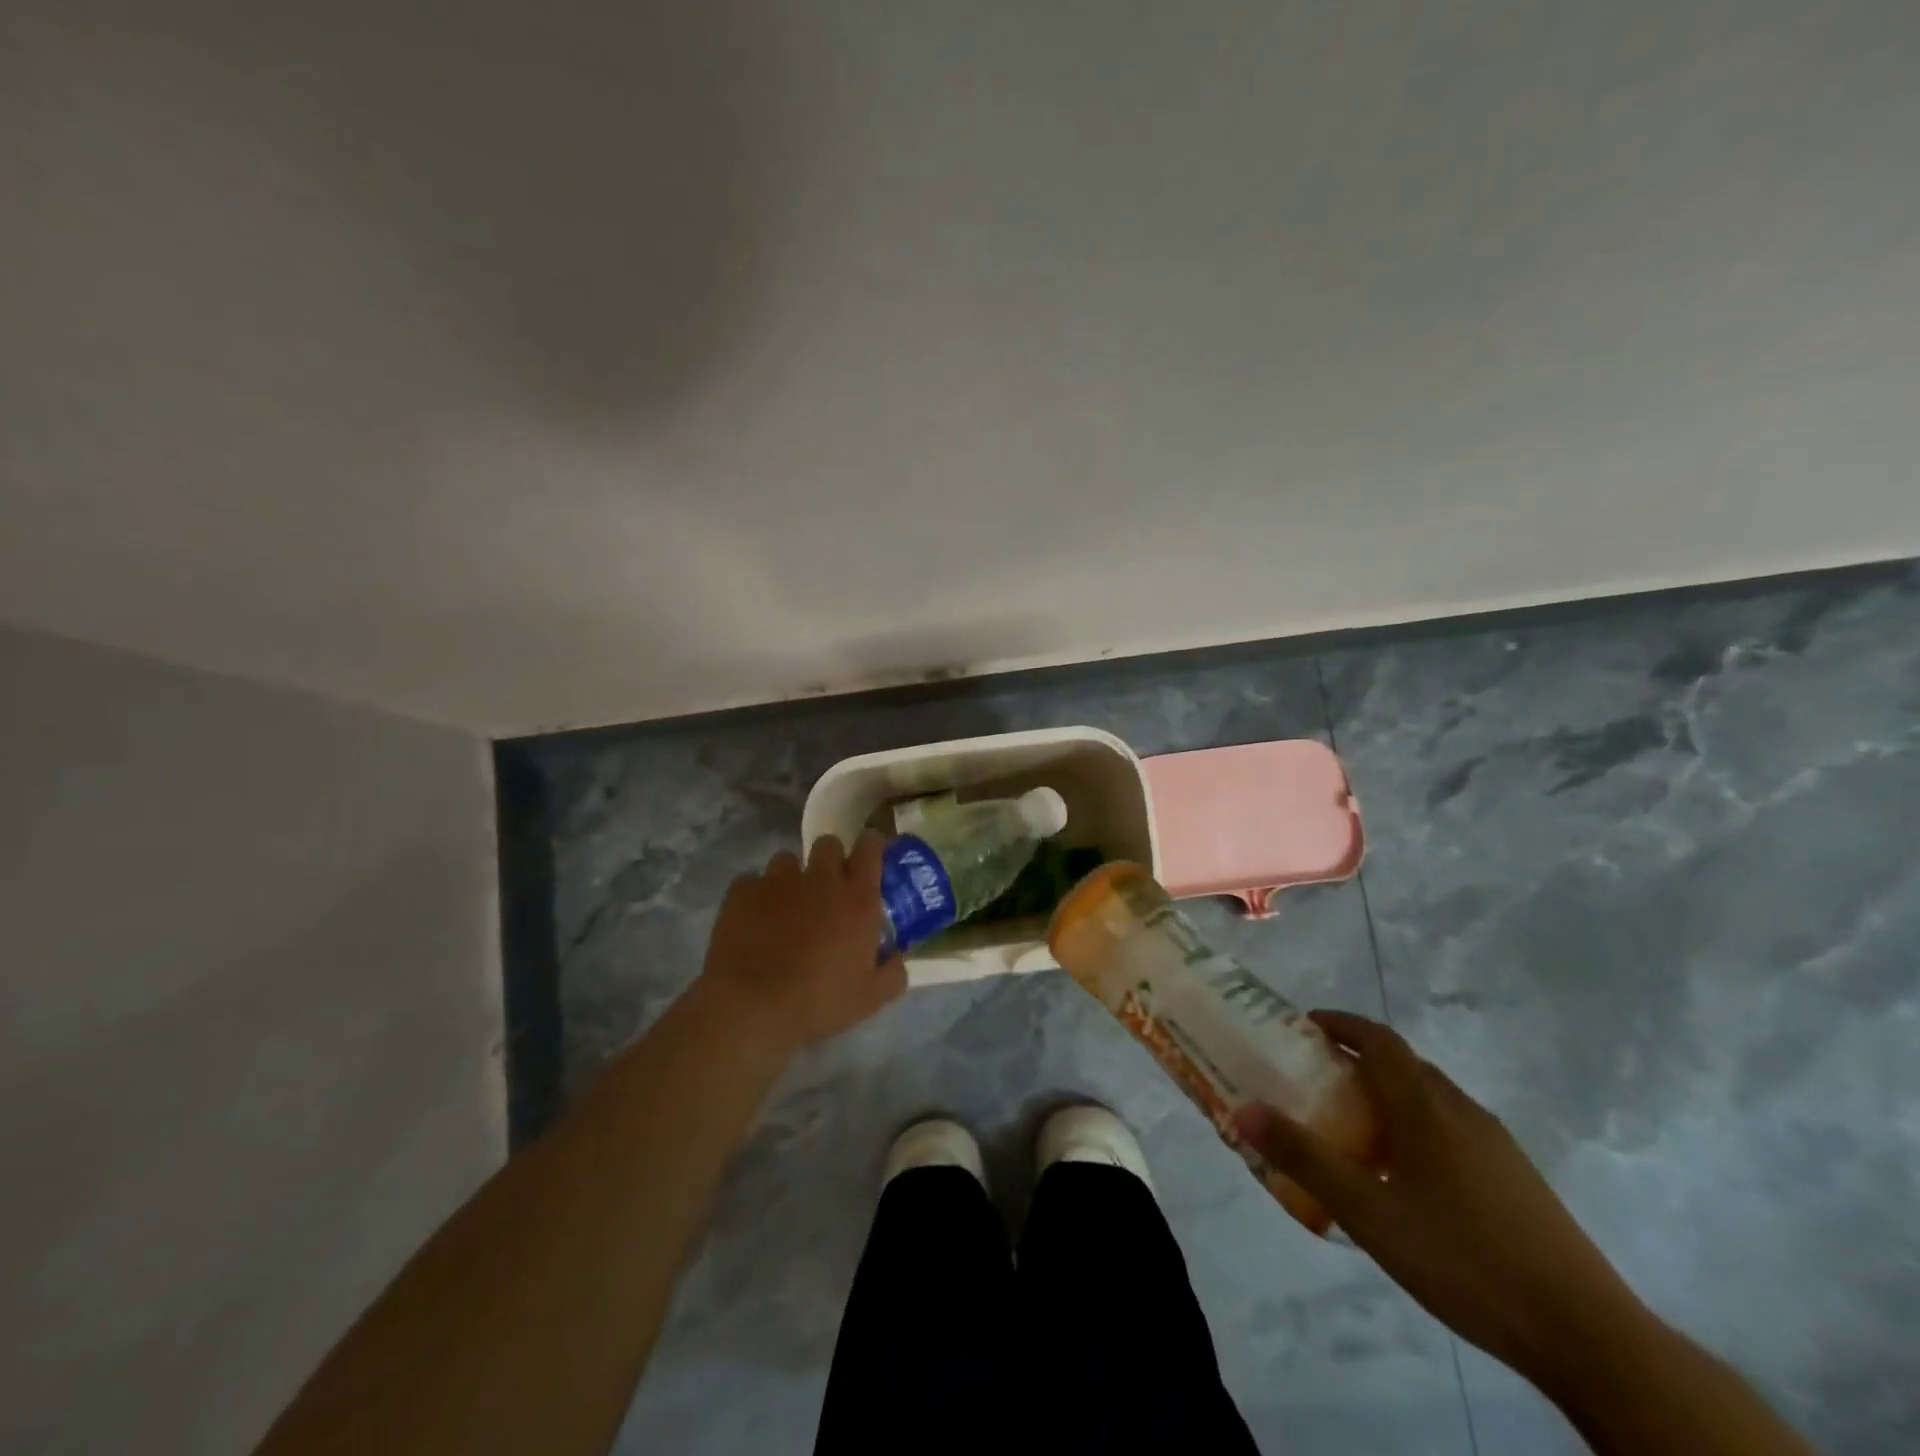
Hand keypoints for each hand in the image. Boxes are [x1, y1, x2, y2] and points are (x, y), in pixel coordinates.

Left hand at [697, 832, 906, 1055]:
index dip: (871, 845)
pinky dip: (755, 895)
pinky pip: (751, 881)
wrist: (752, 1006)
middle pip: (828, 844)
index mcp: (857, 898)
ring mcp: (778, 881)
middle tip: (827, 887)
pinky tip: (752, 919)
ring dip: (791, 876)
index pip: (870, 847)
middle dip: (830, 859)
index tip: (869, 855)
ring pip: (787, 859)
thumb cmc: (819, 1001)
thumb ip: (893, 973)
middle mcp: (820, 879)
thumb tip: (898, 957)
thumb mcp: (870, 998)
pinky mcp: (742, 892)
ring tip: (785, 904)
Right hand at [1234, 1011, 1644, 1382]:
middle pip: (1405, 1063)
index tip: (1306, 1026)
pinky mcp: (1517, 1176)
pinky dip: (1419, 1124)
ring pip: (1432, 1096)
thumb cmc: (1463, 1258)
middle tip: (1320, 1080)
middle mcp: (1461, 1110)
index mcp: (1425, 1107)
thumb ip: (1305, 1159)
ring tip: (1357, 1128)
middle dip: (1360, 1059)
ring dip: (1390, 1093)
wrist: (1587, 1333)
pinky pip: (1454, 1127)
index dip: (1341, 1023)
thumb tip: (1243, 1109)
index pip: (1379, 1040)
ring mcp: (1497, 1144)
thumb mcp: (1368, 1213)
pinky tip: (1410, 1177)